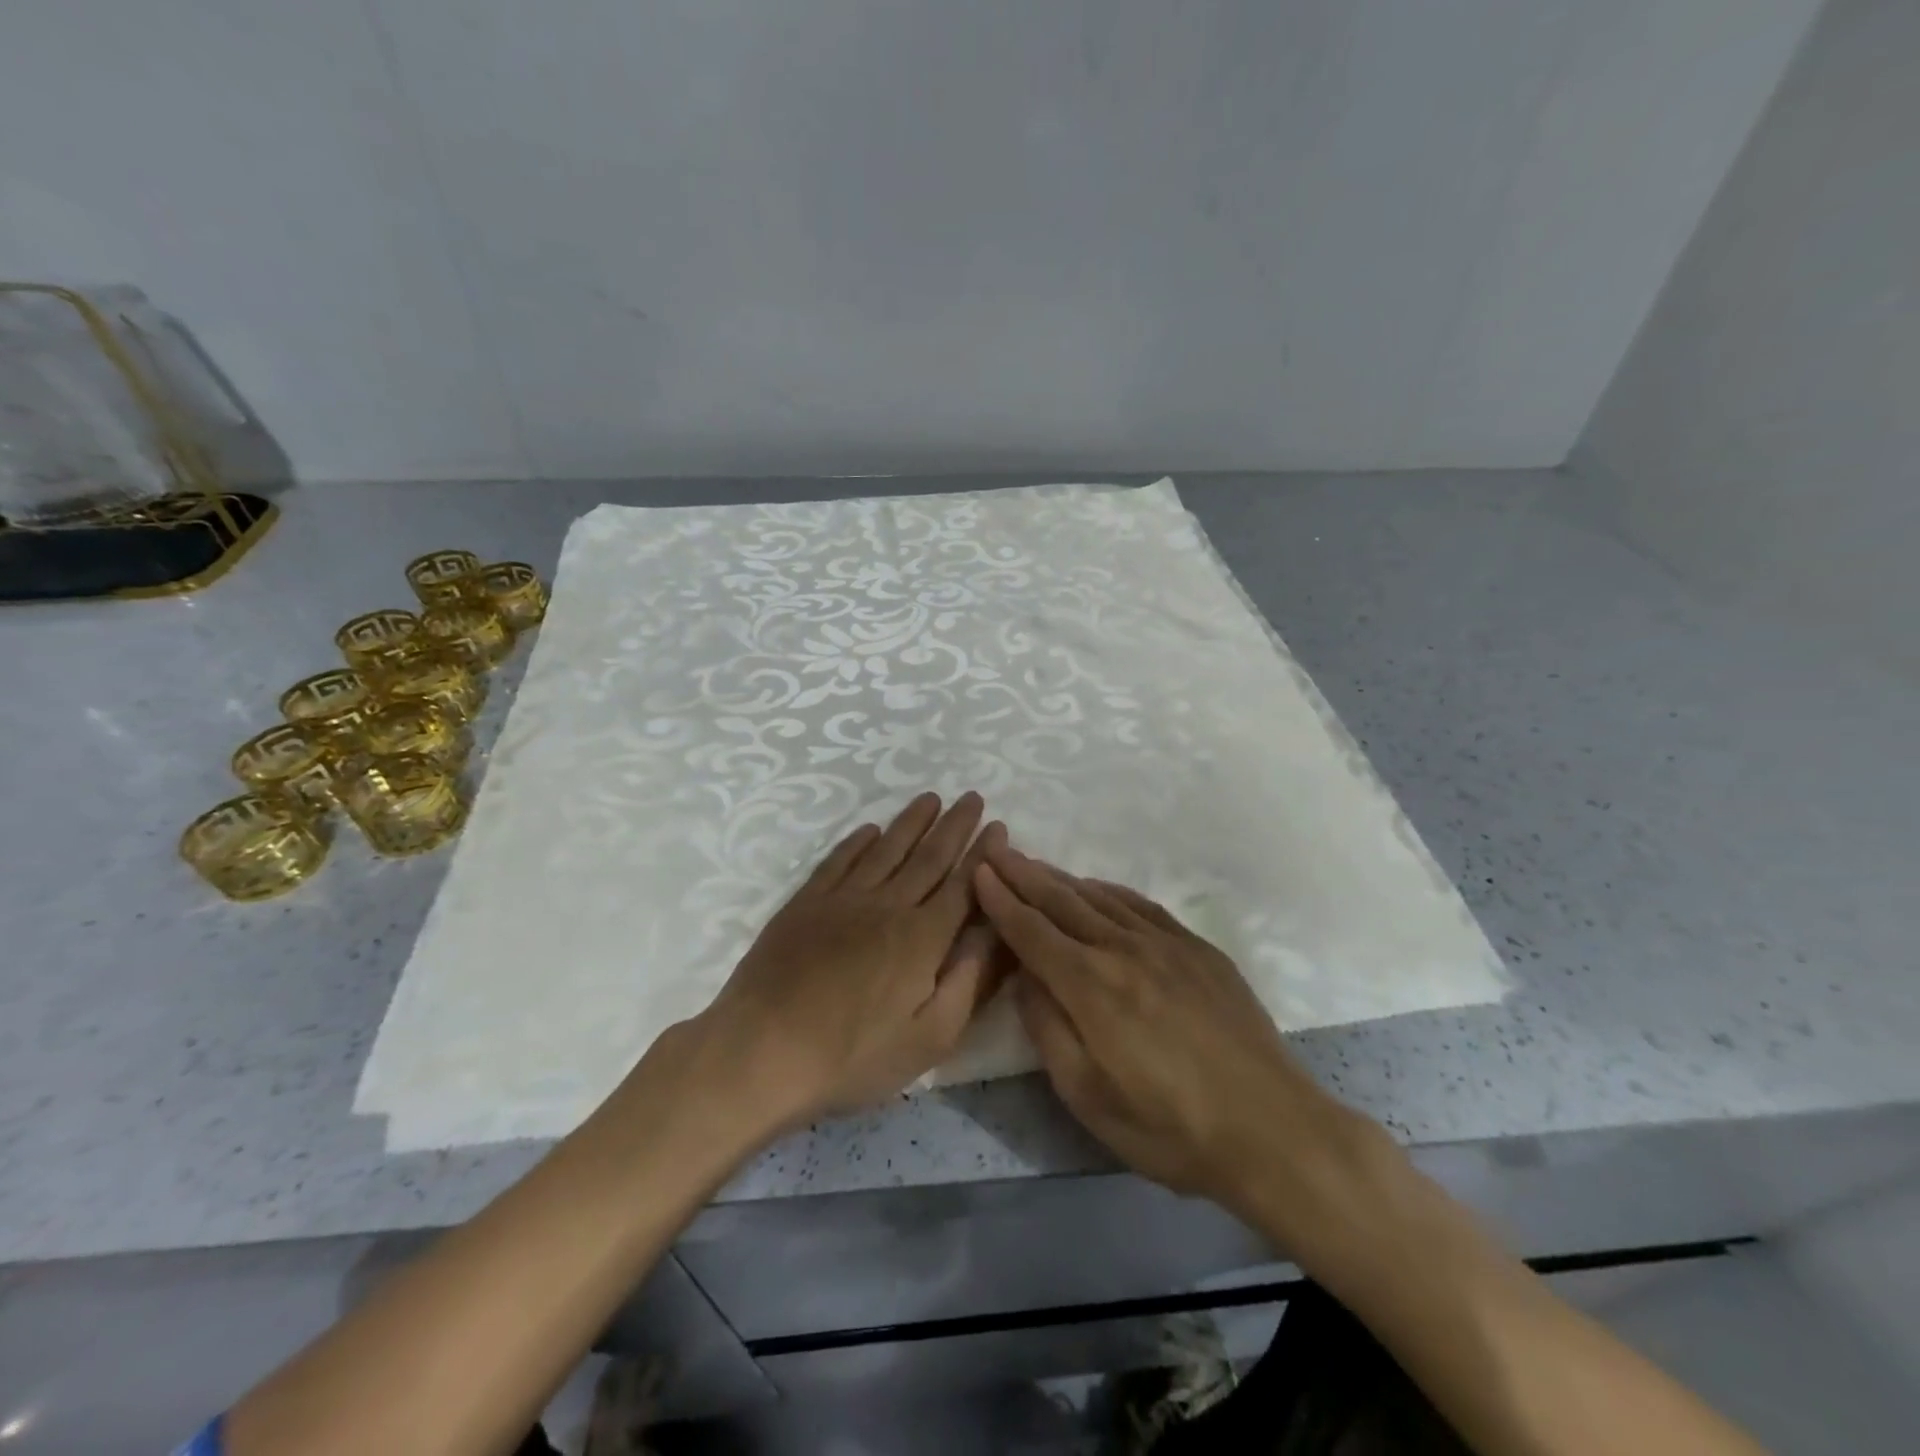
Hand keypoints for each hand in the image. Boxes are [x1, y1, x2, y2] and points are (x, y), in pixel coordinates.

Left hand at [696, 792, 1005, 1131]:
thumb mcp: (930, 1039)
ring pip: (886, 850)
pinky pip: (838, 861)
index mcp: (922, 938)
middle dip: (955, 826)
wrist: (762, 1052)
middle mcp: (887, 906)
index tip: (999, 826)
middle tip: (973, 797)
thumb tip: (997, 933)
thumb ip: (969, 981)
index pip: (962, 886)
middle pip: (928, 857)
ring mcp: (842, 900)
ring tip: (930, 798)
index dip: (983, 855)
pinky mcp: (805, 904)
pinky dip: (857, 841)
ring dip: (911, 822)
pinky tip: (870, 829)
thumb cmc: (853, 1056)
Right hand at [974, 844, 1376, 1237]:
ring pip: (1099, 898)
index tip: (978, 870)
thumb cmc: (1170, 1128)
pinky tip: (1095, 888)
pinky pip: (1139, 905)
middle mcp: (1123, 950)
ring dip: (1059, 878)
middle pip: (1061, 902)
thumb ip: (1048, 1030)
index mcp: (1091, 987)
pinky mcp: (1196, 948)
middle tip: (994, 847)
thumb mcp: (1089, 1098)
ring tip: (1032, 863)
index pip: (1032, 931)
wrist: (1272, 1128)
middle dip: (1022, 874)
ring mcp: (1165, 944)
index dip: (1001, 900)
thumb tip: (1025, 978)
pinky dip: (1107, 891)